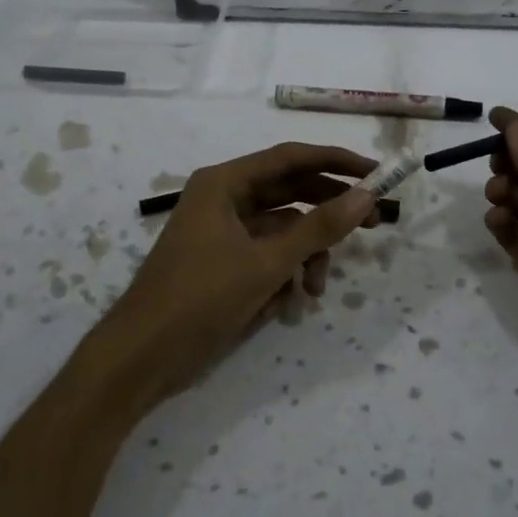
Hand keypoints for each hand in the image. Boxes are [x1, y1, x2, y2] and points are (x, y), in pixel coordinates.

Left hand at [98, 143, 379, 403]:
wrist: (141, 358)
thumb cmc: (200, 298)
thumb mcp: (267, 263)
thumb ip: (319, 228)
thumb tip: (367, 196)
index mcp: (225, 183)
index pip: (291, 158)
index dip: (336, 162)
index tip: (376, 173)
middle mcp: (224, 199)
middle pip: (290, 193)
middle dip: (329, 213)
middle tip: (374, 223)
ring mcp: (223, 232)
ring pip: (283, 230)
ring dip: (306, 256)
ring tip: (315, 289)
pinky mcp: (224, 263)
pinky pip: (267, 256)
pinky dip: (283, 275)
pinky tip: (288, 305)